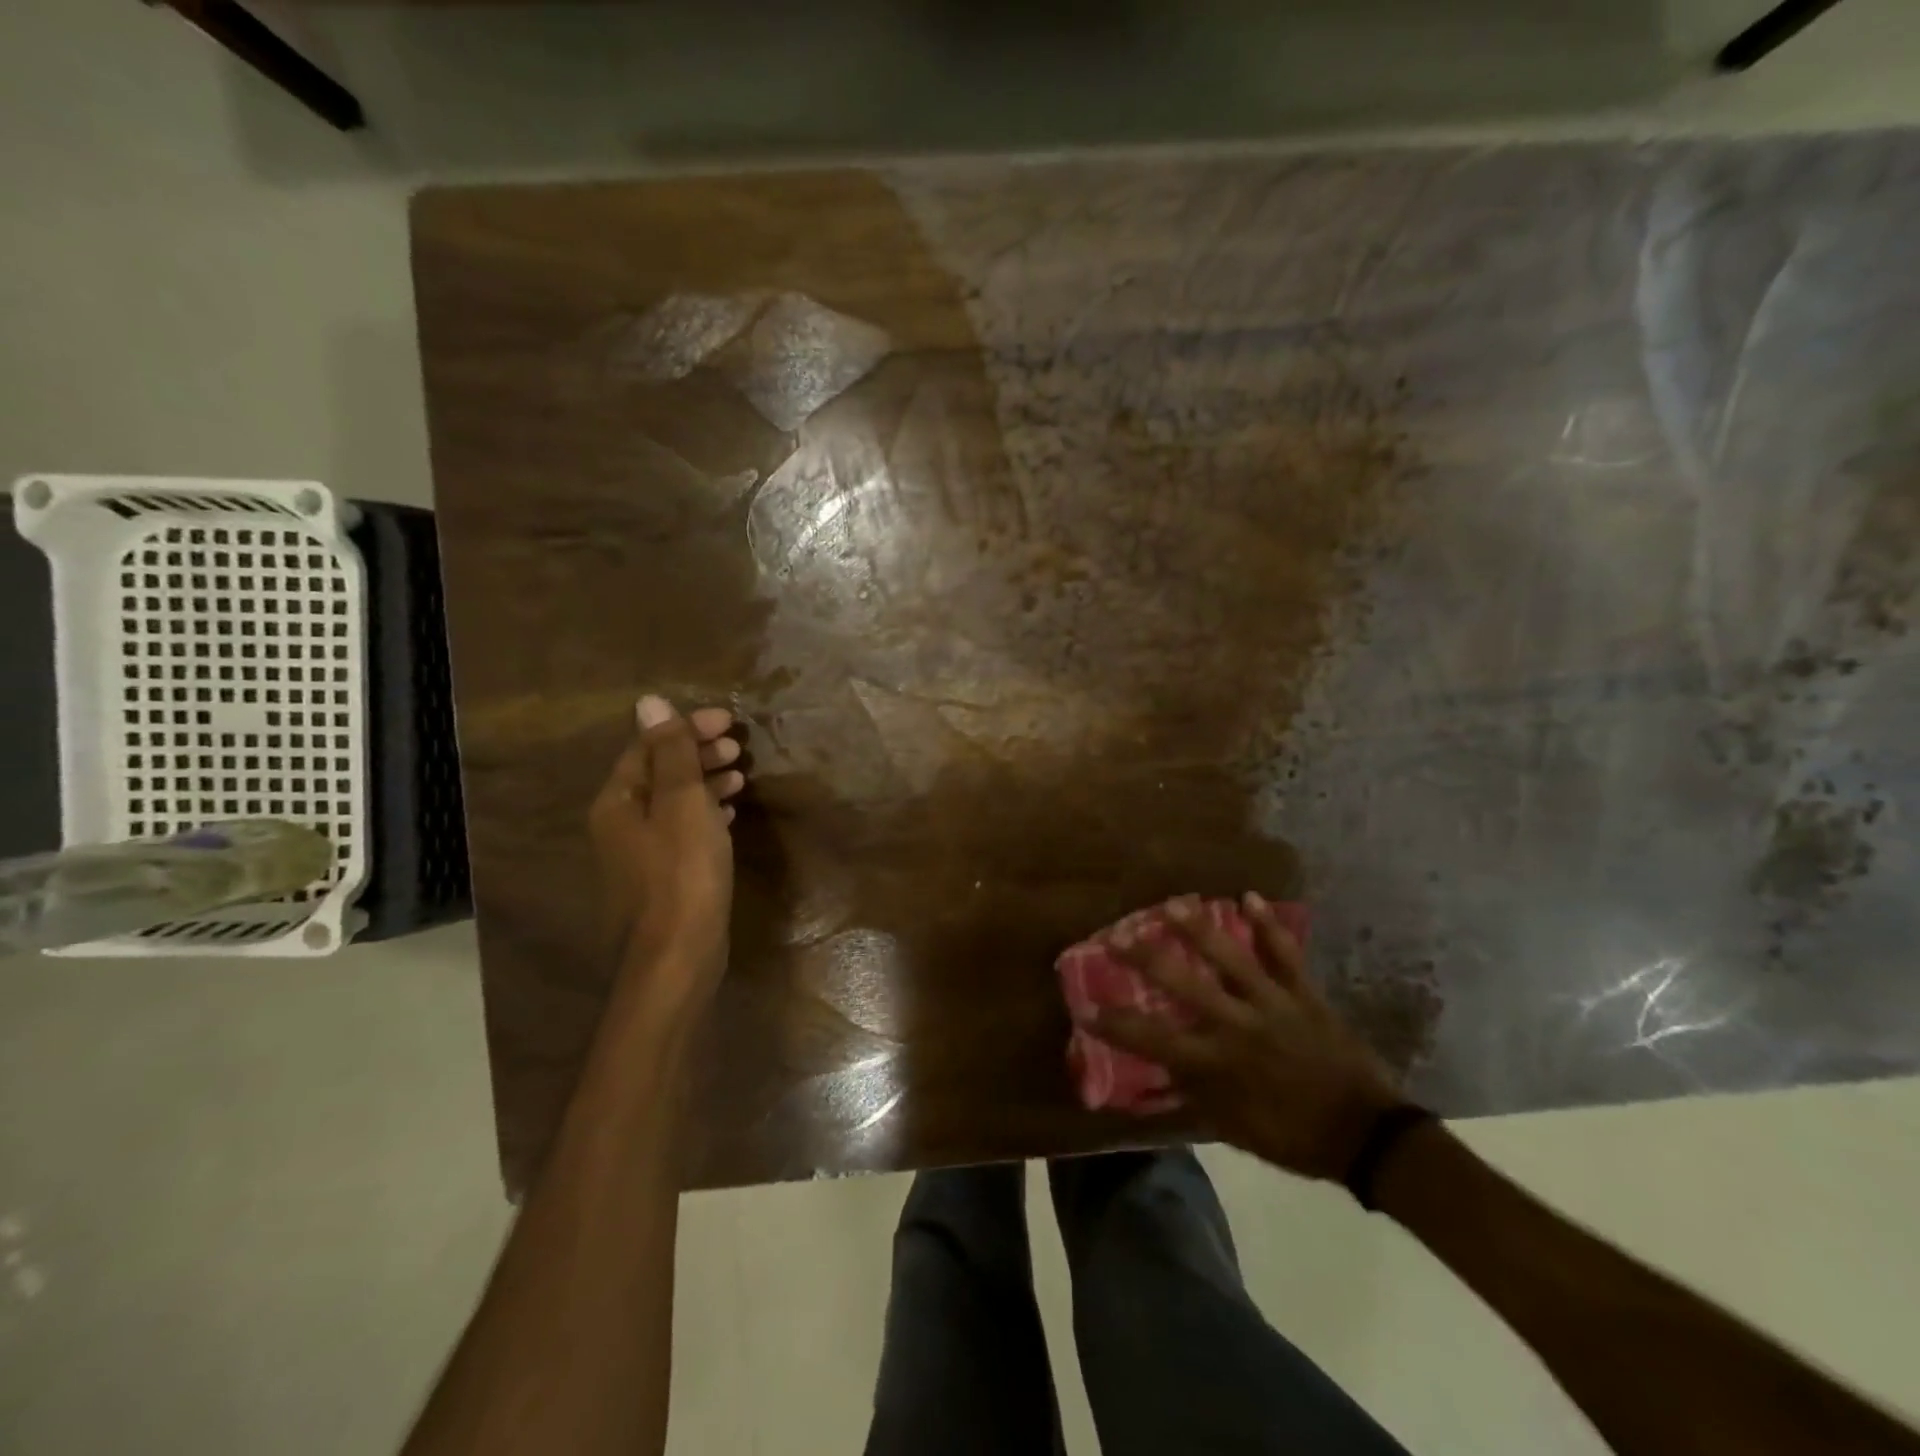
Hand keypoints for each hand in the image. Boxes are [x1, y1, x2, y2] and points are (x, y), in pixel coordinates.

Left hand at [587, 696, 746, 1005]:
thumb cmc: (682, 874)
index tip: (730, 723)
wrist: (676, 958)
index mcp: (618, 802)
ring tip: (740, 776)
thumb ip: (671, 753)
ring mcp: (639, 854)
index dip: (687, 728)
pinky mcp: (662, 877)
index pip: (649, 747)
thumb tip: (649, 702)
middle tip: (738, 747)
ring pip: (673, 802)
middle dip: (697, 754)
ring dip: (704, 782)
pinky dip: (705, 813)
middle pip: (658, 772)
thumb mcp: (683, 805)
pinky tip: (728, 814)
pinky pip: (682, 829)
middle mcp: (620, 824)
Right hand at [1094, 892, 1403, 1182]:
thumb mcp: (1235, 1130)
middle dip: (1146, 958)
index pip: (1154, 1040)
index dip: (1116, 1024)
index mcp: (1218, 1063)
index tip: (1086, 1008)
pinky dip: (1268, 926)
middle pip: (1184, 985)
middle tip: (1116, 935)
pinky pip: (1284, 954)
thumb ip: (1194, 1099)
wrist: (1367, 1135)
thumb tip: (1157, 1078)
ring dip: (1200, 929)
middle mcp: (1238, 1026)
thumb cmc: (1295, 1137)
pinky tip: (1249, 897)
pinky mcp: (1304, 994)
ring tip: (1173, 904)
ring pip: (1231, 959)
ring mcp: (1273, 1004)